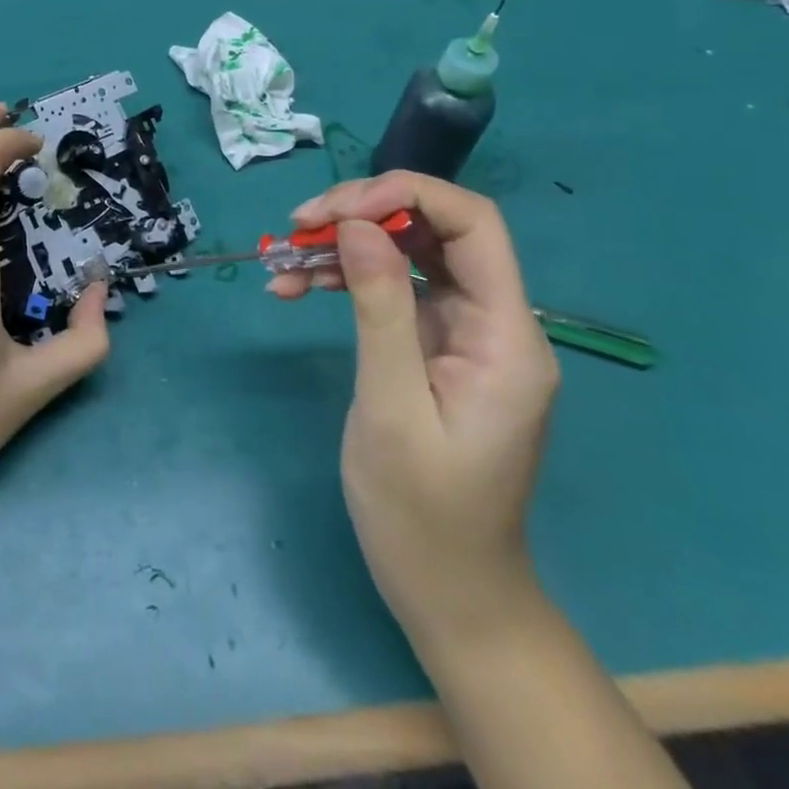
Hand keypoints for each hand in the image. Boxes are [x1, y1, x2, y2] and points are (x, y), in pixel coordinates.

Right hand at [280, 171, 557, 639]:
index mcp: (506, 335)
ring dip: (344, 247)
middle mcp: (492, 321)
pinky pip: (390, 290)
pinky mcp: (433, 346)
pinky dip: (344, 280)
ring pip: (406, 254)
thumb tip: (358, 225)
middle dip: (363, 215)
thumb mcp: (391, 407)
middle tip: (297, 226)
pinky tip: (295, 288)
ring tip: (282, 261)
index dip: (407, 195)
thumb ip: (381, 308)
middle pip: (435, 230)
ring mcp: (462, 332)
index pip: (473, 224)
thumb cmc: (423, 514)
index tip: (336, 210)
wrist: (448, 593)